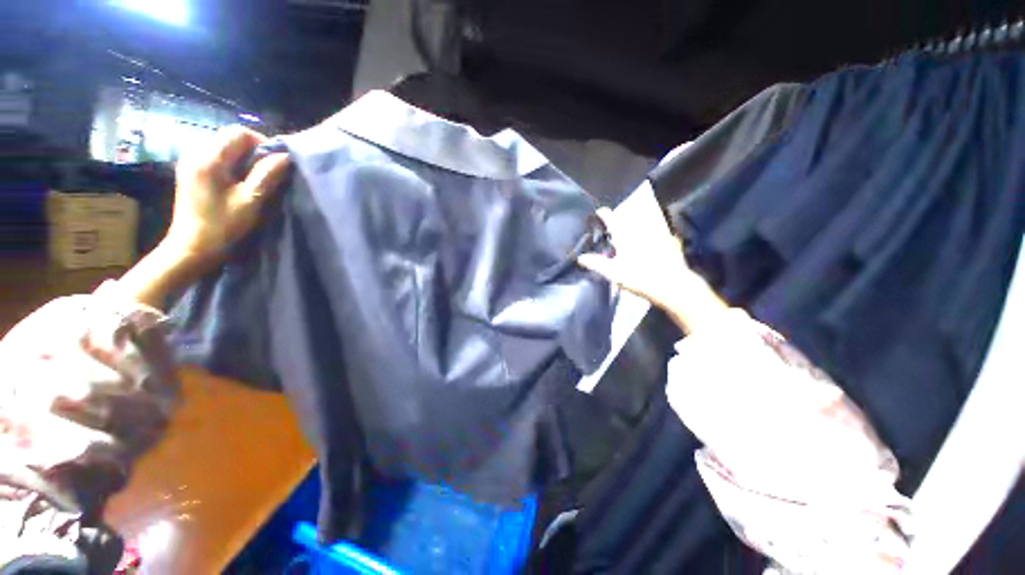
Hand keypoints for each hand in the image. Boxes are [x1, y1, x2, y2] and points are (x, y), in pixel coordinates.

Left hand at [120, 126, 288, 306]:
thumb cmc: (222, 226)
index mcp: (209, 158)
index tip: (275, 163)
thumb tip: (285, 157)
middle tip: (268, 173)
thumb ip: (267, 175)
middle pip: (230, 138)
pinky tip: (238, 182)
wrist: (191, 247)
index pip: (239, 133)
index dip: (261, 143)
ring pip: (224, 147)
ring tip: (255, 179)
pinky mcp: (191, 172)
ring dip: (244, 159)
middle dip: (253, 151)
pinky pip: (216, 157)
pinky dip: (232, 164)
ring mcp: (191, 162)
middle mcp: (196, 153)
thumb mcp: (250, 201)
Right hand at [577, 207, 726, 333]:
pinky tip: (648, 239)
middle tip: (614, 224)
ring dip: (635, 222)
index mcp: (627, 236)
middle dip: (620, 218)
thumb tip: (580, 257)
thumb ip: (596, 263)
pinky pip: (657, 229)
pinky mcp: (669, 241)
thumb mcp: (613, 273)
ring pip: (644, 222)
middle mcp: (642, 231)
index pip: (613, 219)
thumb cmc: (640, 278)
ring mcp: (657, 234)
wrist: (673, 285)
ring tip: (629, 229)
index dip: (605, 214)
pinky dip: (650, 230)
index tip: (600, 211)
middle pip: (629, 218)